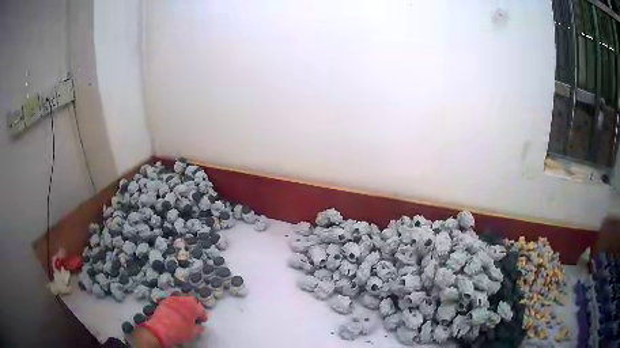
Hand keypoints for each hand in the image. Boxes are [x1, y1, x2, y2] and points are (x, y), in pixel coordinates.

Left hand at [140, 295, 207, 346]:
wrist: (160, 329)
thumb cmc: (179, 331)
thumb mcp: (192, 333)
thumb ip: (199, 328)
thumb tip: (200, 326)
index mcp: (192, 307)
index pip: (201, 308)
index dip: (203, 315)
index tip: (202, 321)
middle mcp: (182, 300)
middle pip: (191, 300)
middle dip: (194, 307)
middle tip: (194, 315)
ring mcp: (172, 299)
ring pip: (181, 299)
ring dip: (184, 305)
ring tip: (184, 313)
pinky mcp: (164, 301)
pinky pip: (173, 301)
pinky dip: (176, 305)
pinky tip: (175, 312)